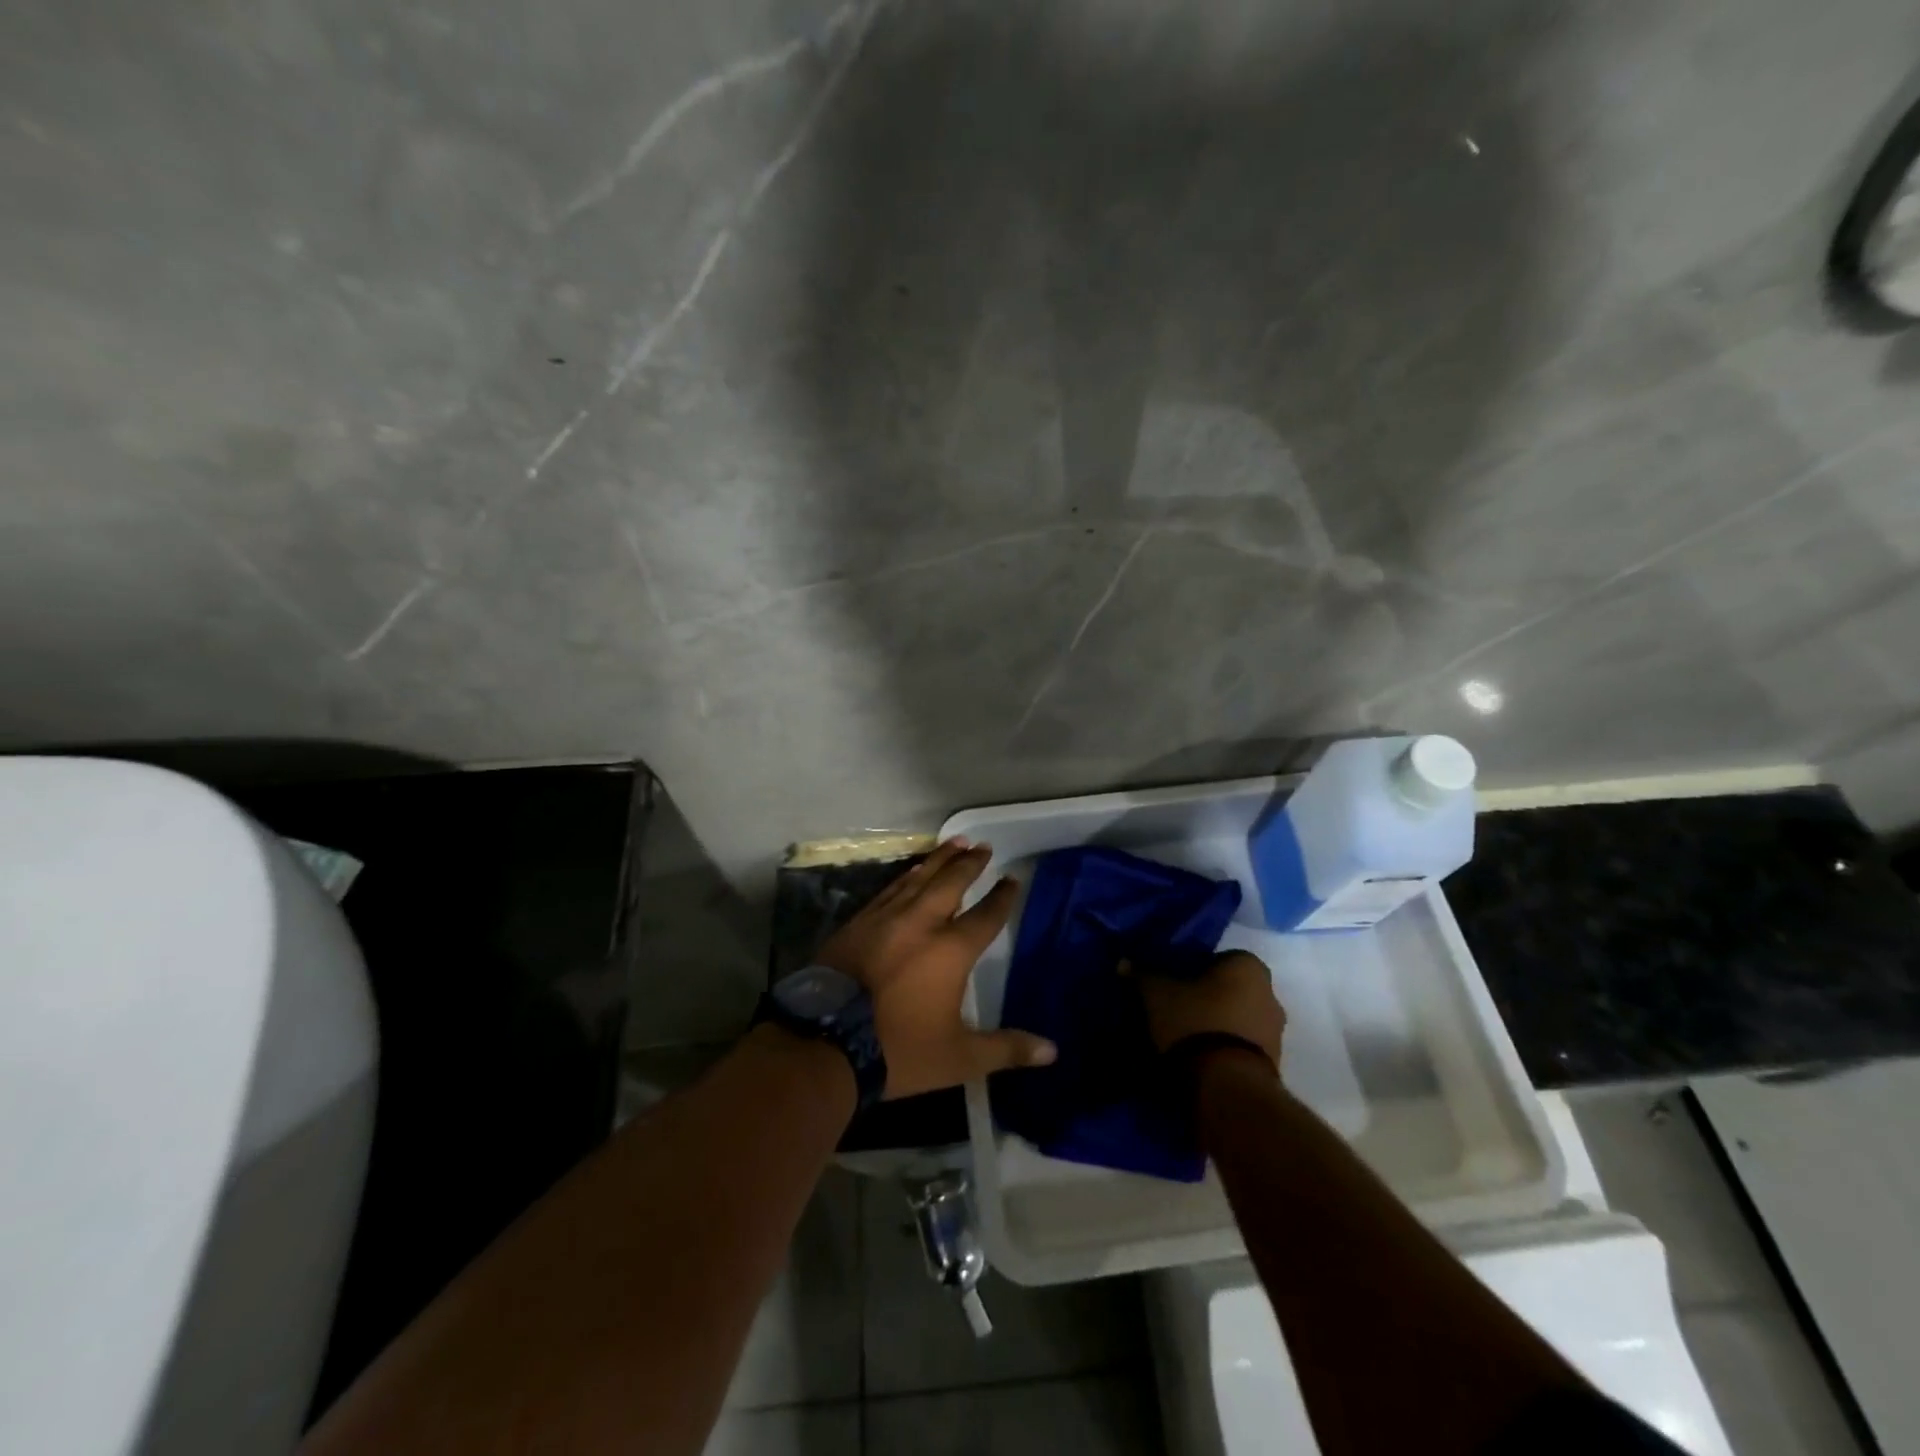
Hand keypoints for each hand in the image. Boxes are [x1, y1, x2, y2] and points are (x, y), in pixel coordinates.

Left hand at [817, 837, 1056, 1098]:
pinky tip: (910, 873)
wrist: (825, 1042)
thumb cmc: (898, 1050)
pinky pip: (889, 890)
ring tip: (954, 843)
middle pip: (951, 883)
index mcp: (950, 950)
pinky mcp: (857, 923)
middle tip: (983, 846)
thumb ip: (1005, 1049)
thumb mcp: (959, 1058)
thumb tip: (1052, 1051)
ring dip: (939, 860)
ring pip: (918, 879)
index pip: (986, 916)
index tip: (1012, 879)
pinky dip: (906, 877)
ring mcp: (885, 918)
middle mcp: (921, 923)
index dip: (1002, 897)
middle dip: (969, 864)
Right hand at [1134, 949, 1285, 1066]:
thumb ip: (1142, 975)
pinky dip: (1225, 1048)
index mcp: (1248, 966)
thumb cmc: (1194, 1023)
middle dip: (1207, 997)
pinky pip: (1242, 1046)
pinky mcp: (1273, 1065)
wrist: (1226, 1087)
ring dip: (1218, 1024)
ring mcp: (1276, 1032)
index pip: (1217, 958)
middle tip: (1177, 1008)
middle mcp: (1270, 994)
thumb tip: (1124, 963)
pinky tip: (1201, 1058)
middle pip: (1230, 989)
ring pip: (1238, 1018)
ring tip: (1186, 1037)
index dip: (1193, 969)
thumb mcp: (1157, 995)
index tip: (1173, 983)